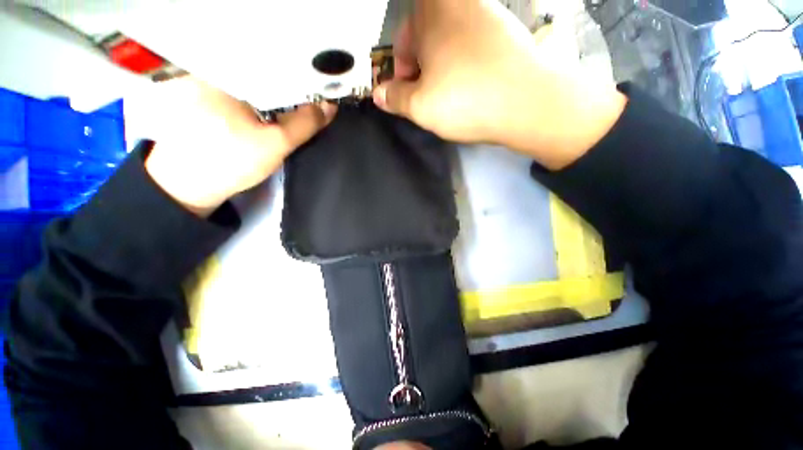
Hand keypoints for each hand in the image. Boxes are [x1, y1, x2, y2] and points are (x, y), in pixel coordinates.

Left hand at [141, 77, 336, 215]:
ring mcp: (206, 83)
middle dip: (289, 87)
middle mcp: (214, 70)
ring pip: (254, 83)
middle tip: (311, 101)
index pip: (275, 64)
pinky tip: (271, 112)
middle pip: (264, 72)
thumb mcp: (276, 142)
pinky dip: (261, 100)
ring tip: (295, 107)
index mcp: (227, 71)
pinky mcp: (205, 98)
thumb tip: (329, 107)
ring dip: (276, 95)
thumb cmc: (230, 161)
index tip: (319, 92)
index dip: (301, 77)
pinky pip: (242, 92)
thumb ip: (304, 123)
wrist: (188, 186)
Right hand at [373, 0, 626, 169]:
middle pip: (427, 38)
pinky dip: (466, 64)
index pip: (402, 41)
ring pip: (451, 42)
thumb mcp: (419, 106)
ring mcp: (488, 13)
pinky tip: (474, 86)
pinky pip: (474, 45)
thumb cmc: (465, 100)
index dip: (402, 72)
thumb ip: (394, 99)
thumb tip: (379, 94)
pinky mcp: (508, 30)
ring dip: (444, 67)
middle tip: (429, 97)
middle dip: (422, 69)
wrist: (527, 102)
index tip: (409, 95)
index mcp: (432, 11)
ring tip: (452, 95)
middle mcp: (460, 2)